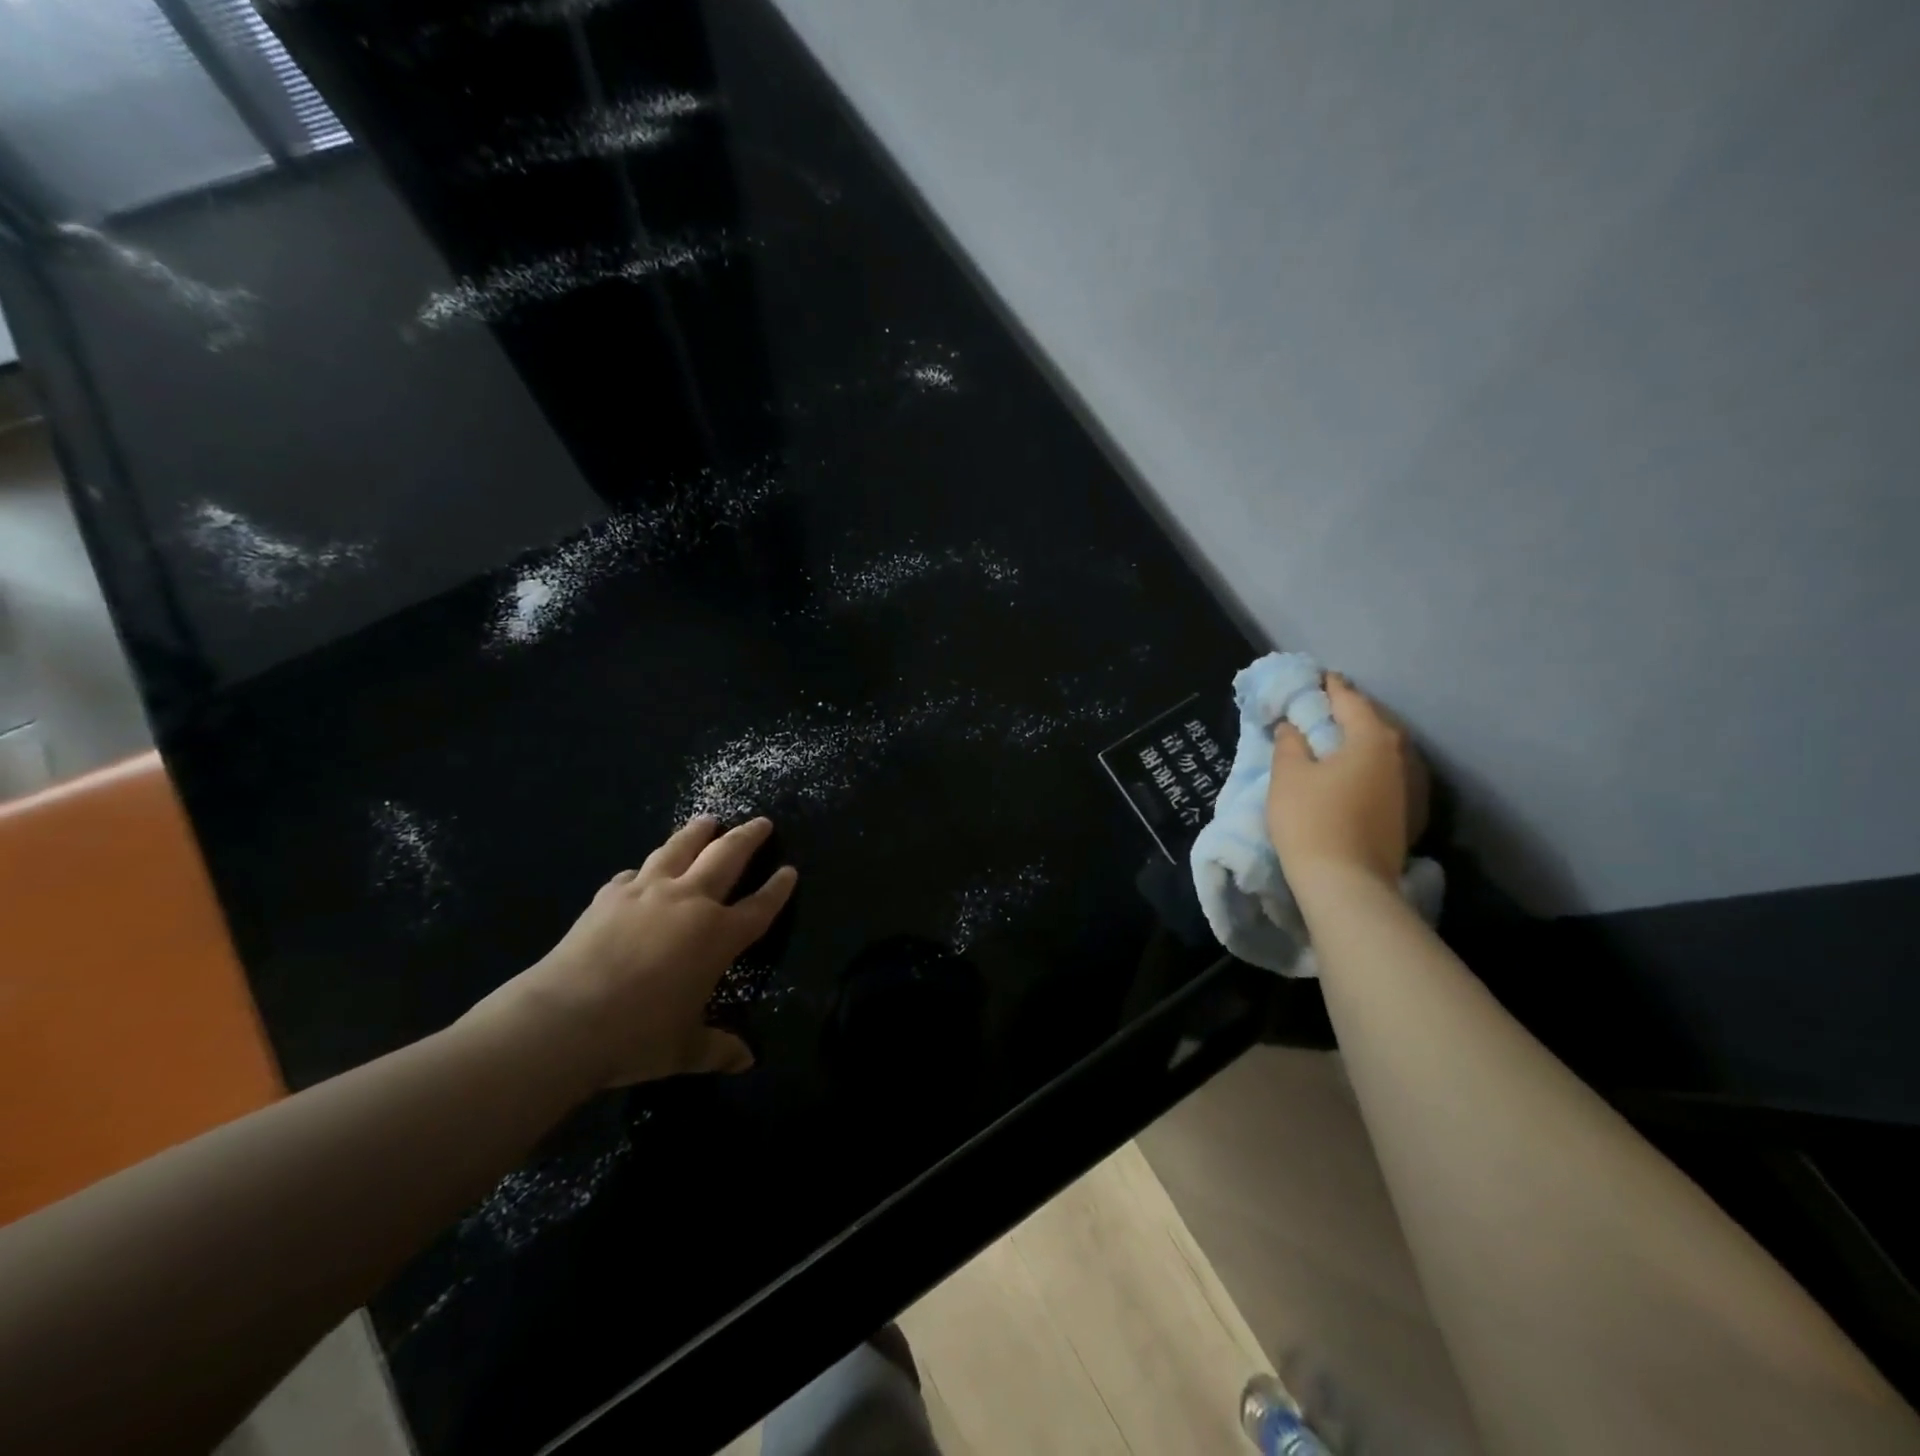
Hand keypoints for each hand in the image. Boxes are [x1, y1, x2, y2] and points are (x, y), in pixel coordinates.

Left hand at [471, 816, 797, 1092]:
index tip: (790, 870)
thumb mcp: (684, 1049)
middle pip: (726, 857)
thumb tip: (747, 1061)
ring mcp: (647, 893)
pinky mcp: (608, 896)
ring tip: (708, 821)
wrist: (563, 1018)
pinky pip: (632, 875)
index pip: (760, 906)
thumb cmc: (636, 1036)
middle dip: (748, 837)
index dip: (778, 888)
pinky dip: (642, 870)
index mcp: (718, 936)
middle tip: (761, 821)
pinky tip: (639, 872)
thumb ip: (718, 1048)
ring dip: (697, 833)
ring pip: (679, 849)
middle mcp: (689, 902)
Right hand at [1266, 674, 1427, 890]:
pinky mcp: (1405, 812)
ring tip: (1331, 739)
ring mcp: (1408, 786)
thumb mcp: (1288, 775)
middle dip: (1346, 712)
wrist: (1347, 884)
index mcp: (1372, 738)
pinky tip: (1347, 771)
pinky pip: (1383, 773)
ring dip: (1357, 740)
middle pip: (1372, 722)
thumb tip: (1293, 726)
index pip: (1349, 699)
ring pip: (1380, 749)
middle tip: (1319, 708)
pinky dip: (1364, 764)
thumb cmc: (1312, 819)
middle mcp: (1399, 755)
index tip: (1315, 677)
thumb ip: (1290, 743)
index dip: (1329, 687)